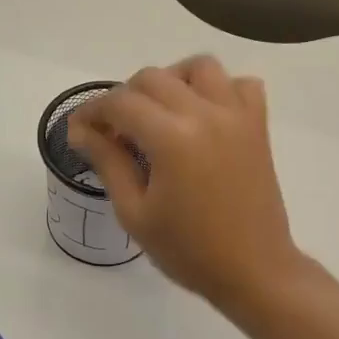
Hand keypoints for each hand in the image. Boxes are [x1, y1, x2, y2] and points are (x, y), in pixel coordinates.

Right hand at [65, 56, 302, 309]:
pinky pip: (241, 85)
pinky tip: (204, 116)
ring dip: (171, 81)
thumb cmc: (189, 251)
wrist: (253, 270)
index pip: (120, 102)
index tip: (80, 131)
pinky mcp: (258, 127)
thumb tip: (81, 130)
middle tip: (115, 133)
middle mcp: (206, 114)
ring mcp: (237, 116)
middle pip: (153, 78)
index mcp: (172, 138)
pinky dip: (219, 90)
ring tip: (160, 115)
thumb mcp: (135, 212)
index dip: (92, 111)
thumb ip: (108, 162)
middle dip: (125, 98)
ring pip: (199, 68)